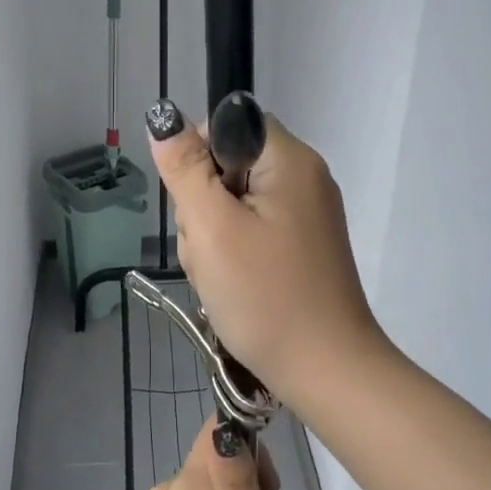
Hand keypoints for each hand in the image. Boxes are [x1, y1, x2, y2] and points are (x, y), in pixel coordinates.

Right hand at [146, 103, 384, 398]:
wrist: (326, 371)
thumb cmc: (266, 295)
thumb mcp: (213, 227)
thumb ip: (185, 168)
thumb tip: (164, 118)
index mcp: (291, 160)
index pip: (230, 125)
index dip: (200, 158)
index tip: (195, 203)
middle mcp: (304, 178)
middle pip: (229, 166)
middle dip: (204, 206)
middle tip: (211, 250)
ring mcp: (305, 215)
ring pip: (234, 204)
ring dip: (213, 236)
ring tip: (221, 276)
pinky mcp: (300, 246)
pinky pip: (251, 232)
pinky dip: (233, 254)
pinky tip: (233, 286)